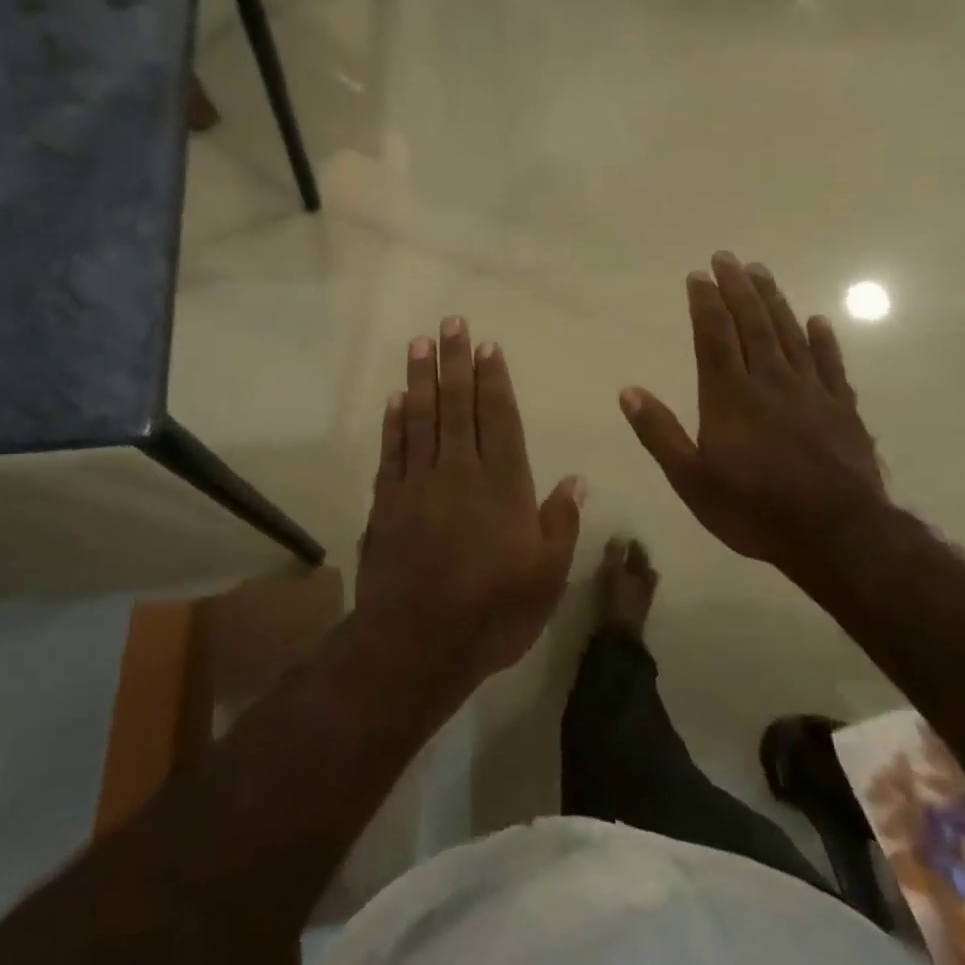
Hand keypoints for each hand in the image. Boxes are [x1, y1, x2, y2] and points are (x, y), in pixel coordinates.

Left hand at [357, 318, 584, 689]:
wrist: (417, 642)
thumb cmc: (493, 613)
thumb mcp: (547, 577)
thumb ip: (561, 523)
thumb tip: (577, 479)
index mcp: (503, 485)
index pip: (499, 418)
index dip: (494, 379)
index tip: (488, 345)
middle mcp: (460, 471)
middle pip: (458, 405)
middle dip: (456, 361)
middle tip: (452, 322)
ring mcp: (419, 483)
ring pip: (422, 417)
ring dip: (422, 378)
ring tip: (420, 342)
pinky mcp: (387, 500)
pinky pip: (392, 449)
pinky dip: (394, 421)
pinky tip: (396, 397)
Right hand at [620, 253, 887, 569]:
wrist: (837, 535)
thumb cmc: (754, 508)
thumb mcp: (691, 480)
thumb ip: (660, 433)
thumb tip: (628, 391)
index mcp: (729, 396)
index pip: (714, 336)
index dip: (705, 303)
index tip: (698, 275)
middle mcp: (769, 382)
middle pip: (753, 324)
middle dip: (738, 288)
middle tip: (728, 257)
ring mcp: (810, 392)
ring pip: (790, 334)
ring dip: (774, 301)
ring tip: (762, 272)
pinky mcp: (843, 409)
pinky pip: (832, 365)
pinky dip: (824, 340)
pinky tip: (819, 320)